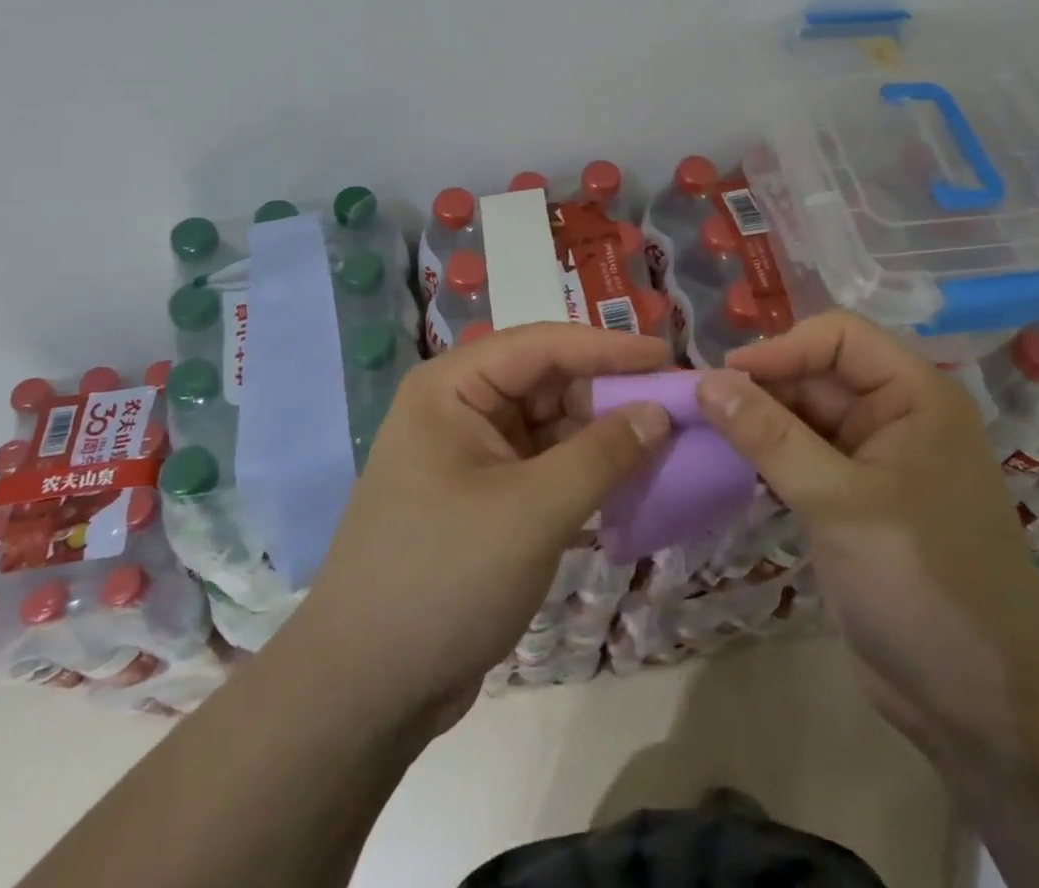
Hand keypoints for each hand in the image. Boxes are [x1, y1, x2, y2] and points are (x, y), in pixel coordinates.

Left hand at [287, 322, 672, 736]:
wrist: (363, 694)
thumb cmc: (443, 579)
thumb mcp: (531, 512)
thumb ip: (602, 455)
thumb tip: (659, 412)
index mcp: (452, 389)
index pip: (542, 345)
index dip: (608, 347)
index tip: (669, 357)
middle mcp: (460, 410)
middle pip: (548, 383)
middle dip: (609, 395)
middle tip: (675, 408)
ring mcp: (471, 457)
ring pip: (551, 427)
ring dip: (602, 438)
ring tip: (664, 446)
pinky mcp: (485, 501)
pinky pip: (546, 468)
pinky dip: (585, 474)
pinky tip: (629, 486)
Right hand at [701, 312, 1038, 745]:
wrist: (983, 706)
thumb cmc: (922, 582)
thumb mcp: (838, 502)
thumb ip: (769, 436)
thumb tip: (706, 380)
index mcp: (915, 396)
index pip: (839, 338)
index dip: (781, 348)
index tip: (723, 378)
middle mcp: (898, 416)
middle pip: (818, 374)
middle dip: (764, 387)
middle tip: (702, 410)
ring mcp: (878, 461)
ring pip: (806, 417)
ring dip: (760, 423)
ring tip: (707, 435)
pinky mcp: (857, 502)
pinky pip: (804, 458)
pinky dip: (770, 458)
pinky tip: (733, 467)